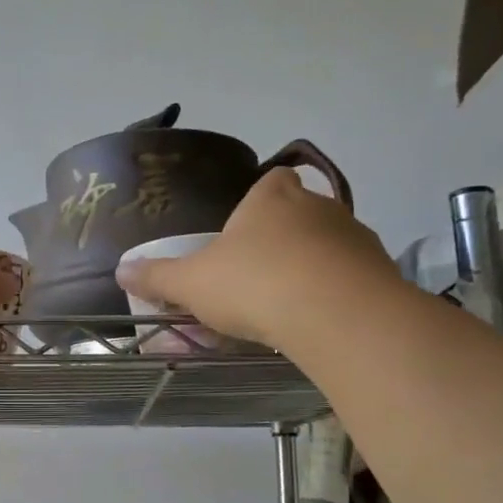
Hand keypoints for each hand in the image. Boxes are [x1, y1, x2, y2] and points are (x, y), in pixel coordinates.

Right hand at [114, 168, 397, 348]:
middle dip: (284, 239)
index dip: (260, 201)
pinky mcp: (380, 271)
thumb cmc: (254, 284)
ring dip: (314, 266)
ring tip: (291, 305)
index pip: (271, 181)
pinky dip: (338, 292)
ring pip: (330, 246)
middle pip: (301, 213)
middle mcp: (318, 208)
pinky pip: (353, 277)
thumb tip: (121, 270)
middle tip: (261, 276)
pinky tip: (320, 321)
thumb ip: (158, 277)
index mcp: (272, 199)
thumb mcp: (193, 284)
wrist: (334, 314)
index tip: (247, 230)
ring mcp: (355, 237)